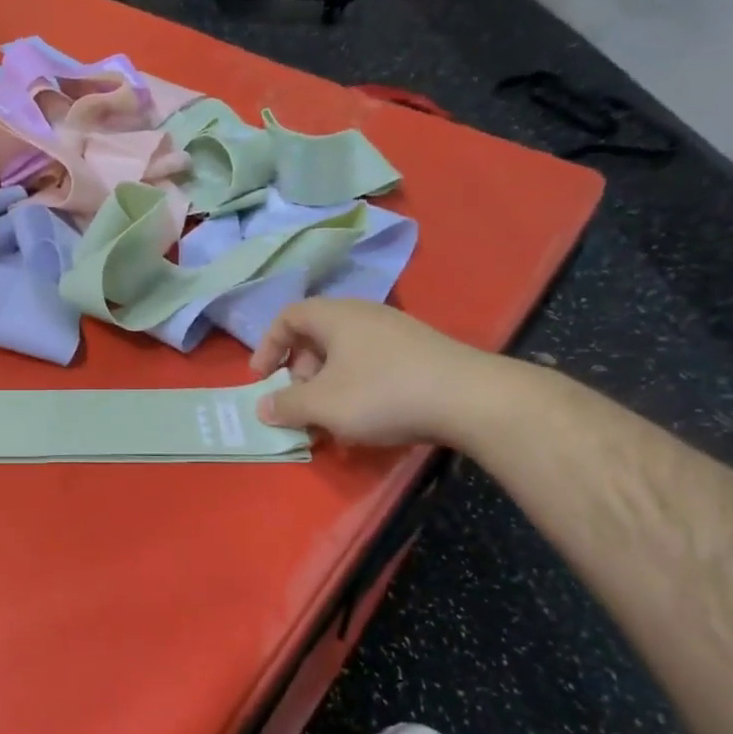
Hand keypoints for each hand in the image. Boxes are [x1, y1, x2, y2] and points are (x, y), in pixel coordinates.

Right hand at [250, 299, 508, 446]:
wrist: (470, 399)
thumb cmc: (382, 393)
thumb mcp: (322, 405)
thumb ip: (285, 405)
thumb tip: (263, 407)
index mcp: (335, 316)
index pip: (288, 316)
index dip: (267, 345)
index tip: (262, 378)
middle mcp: (364, 315)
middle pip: (316, 336)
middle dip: (299, 372)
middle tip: (299, 402)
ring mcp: (396, 332)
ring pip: (344, 353)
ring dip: (327, 384)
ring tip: (330, 418)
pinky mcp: (419, 352)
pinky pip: (371, 363)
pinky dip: (355, 387)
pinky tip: (366, 419)